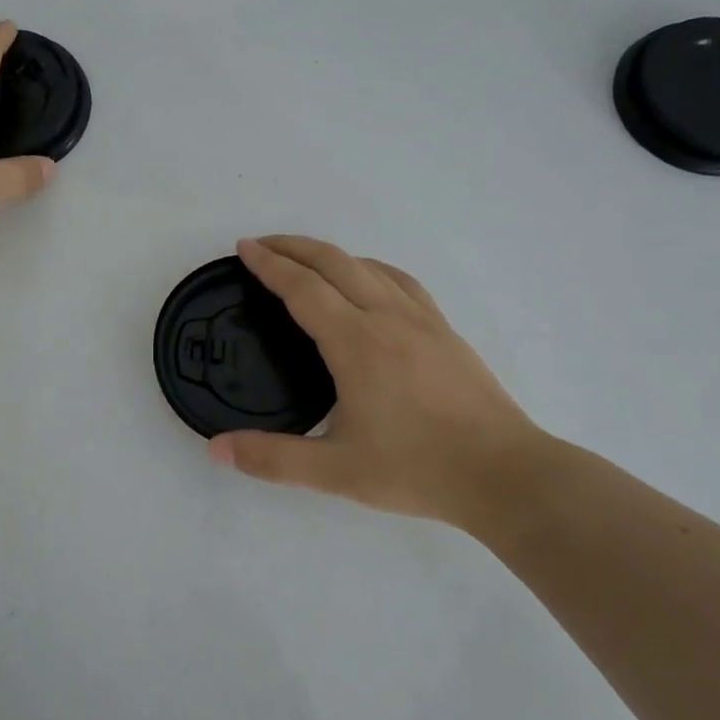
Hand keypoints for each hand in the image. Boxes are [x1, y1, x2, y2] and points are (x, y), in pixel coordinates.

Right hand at [209, 236, 555, 530]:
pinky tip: (367, 281)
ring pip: (368, 266)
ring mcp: (421, 320)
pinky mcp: (444, 330)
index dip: (270, 264)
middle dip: (293, 247)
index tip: (244, 249)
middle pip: (334, 262)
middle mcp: (386, 318)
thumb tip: (215, 448)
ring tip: (305, 259)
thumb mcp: (335, 472)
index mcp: (356, 343)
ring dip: (330, 254)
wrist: (504, 474)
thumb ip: (271, 459)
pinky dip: (369, 268)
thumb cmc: (416, 469)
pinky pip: (400, 281)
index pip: (303, 288)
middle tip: (261, 246)